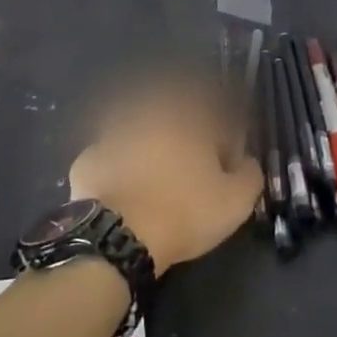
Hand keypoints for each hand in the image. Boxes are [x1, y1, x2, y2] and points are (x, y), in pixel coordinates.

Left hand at [68, 76, 261, 275]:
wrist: (117, 236)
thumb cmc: (183, 213)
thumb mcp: (235, 201)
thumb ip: (249, 173)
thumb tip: (246, 161)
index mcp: (186, 117)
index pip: (212, 100)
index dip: (222, 119)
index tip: (227, 143)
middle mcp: (147, 114)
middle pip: (170, 106)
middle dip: (183, 123)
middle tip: (191, 156)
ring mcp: (112, 133)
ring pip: (135, 126)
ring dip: (148, 139)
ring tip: (156, 172)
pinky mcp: (87, 157)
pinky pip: (110, 153)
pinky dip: (119, 163)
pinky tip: (125, 186)